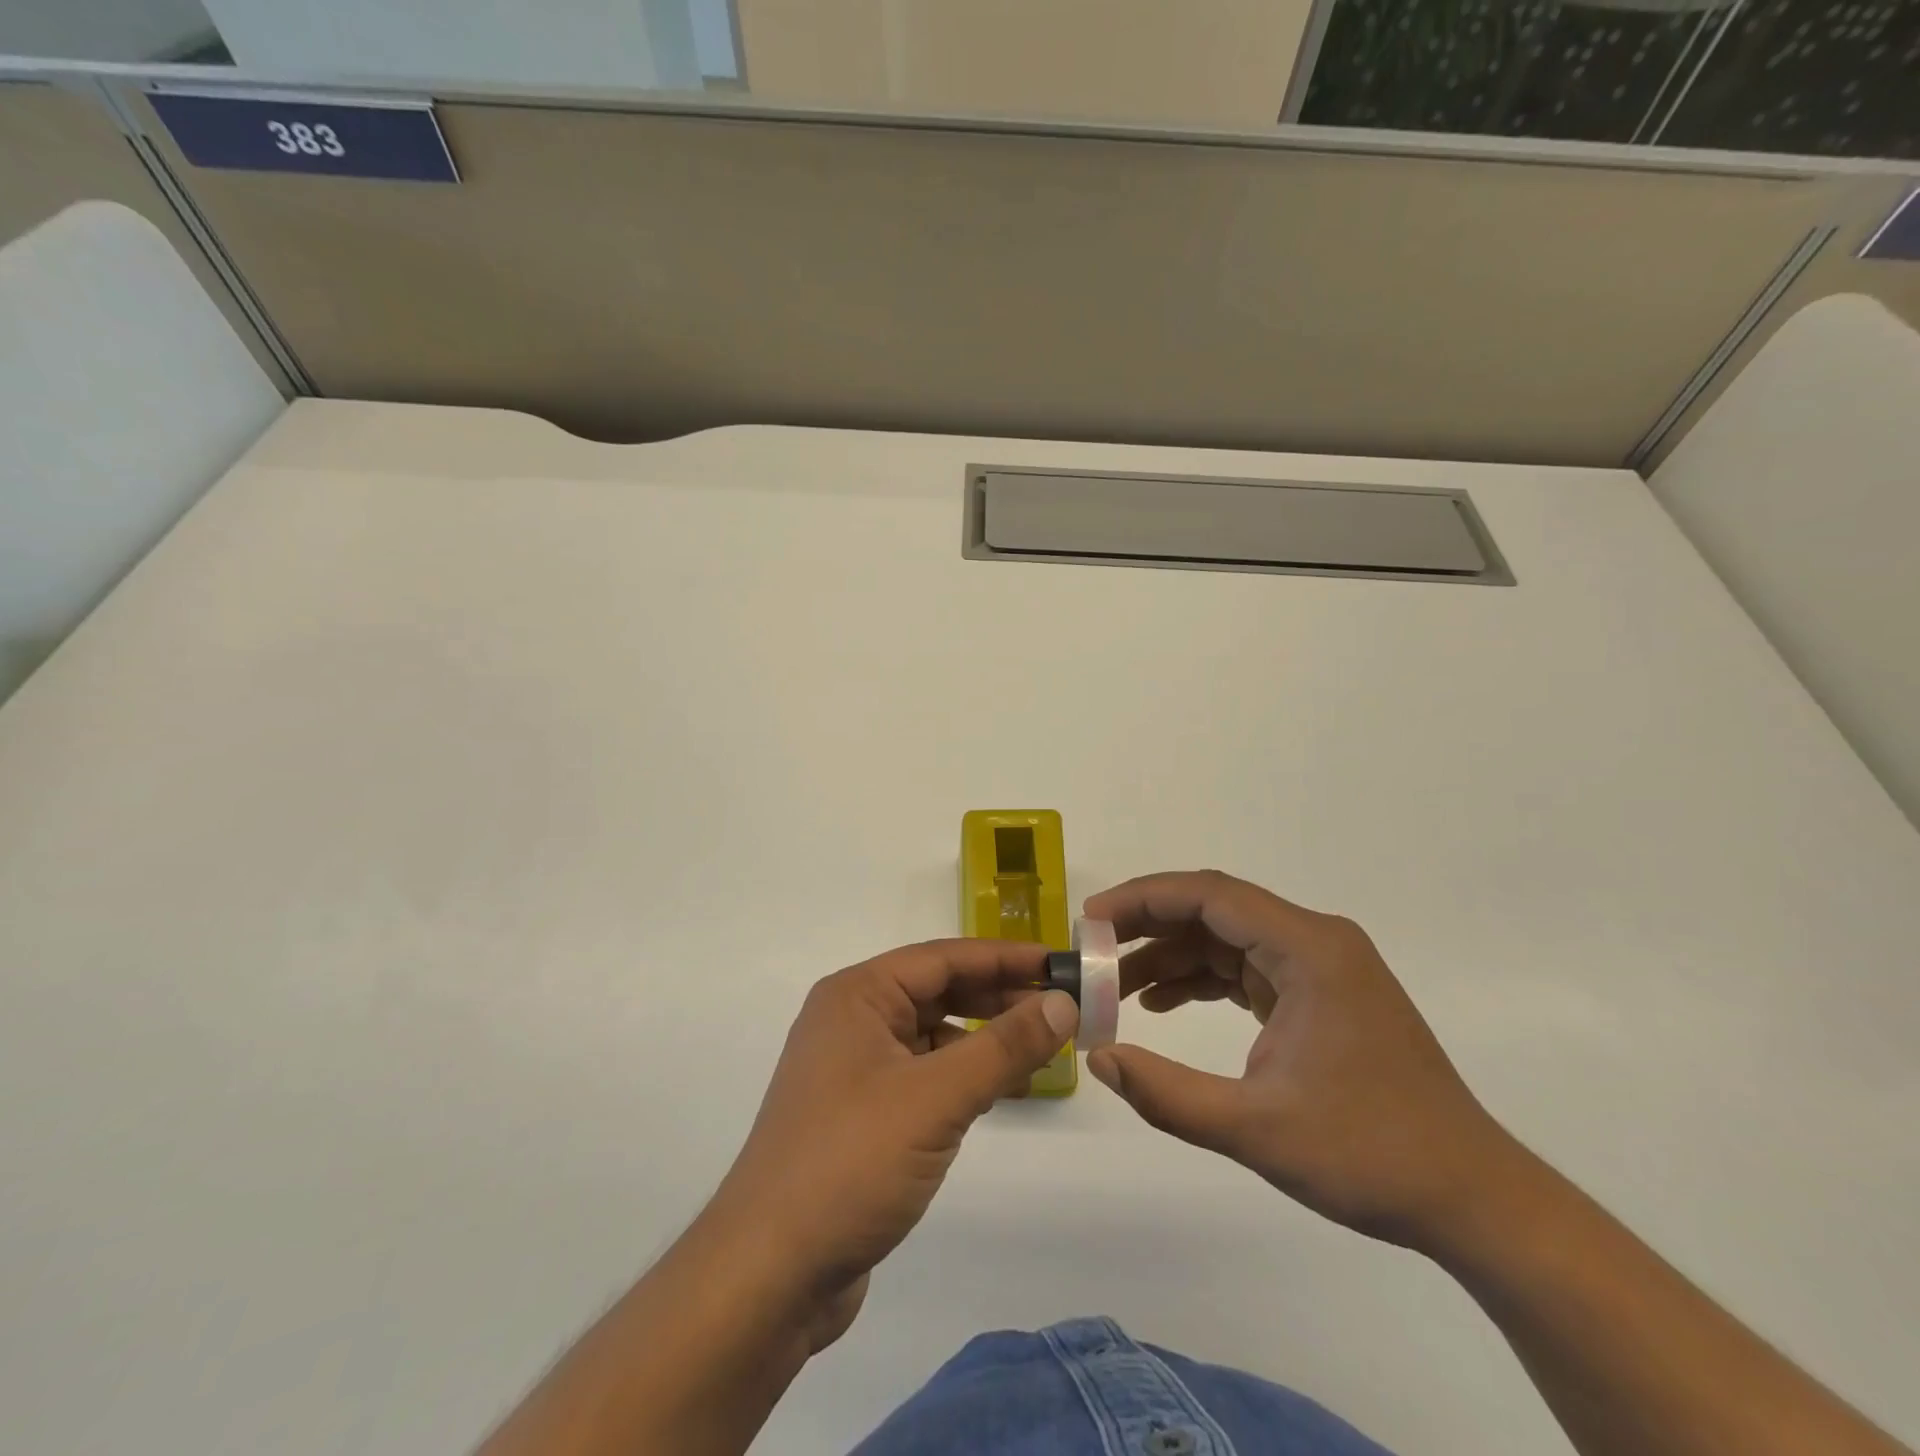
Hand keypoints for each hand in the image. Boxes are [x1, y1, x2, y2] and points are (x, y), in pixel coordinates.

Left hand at [702, 939, 1077, 1347]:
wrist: (770, 1273)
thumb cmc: (851, 1162)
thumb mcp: (936, 1098)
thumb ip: (1003, 1046)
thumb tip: (1062, 1002)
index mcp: (858, 996)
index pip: (943, 957)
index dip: (1004, 958)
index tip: (1059, 964)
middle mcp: (853, 1020)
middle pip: (938, 991)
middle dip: (998, 996)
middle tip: (1062, 1007)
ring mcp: (854, 1069)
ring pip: (933, 1035)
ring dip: (984, 1037)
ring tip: (1042, 1047)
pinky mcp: (862, 1114)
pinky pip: (924, 1074)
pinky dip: (963, 1075)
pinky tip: (1000, 1088)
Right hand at [1083, 870, 1520, 1251]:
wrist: (1473, 1200)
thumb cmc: (1371, 1155)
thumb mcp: (1256, 1129)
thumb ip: (1168, 1094)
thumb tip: (1098, 1058)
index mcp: (1309, 949)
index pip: (1210, 895)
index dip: (1144, 899)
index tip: (1092, 919)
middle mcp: (1316, 942)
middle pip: (1215, 910)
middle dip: (1149, 925)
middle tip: (1093, 950)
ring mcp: (1320, 968)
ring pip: (1227, 938)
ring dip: (1171, 956)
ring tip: (1116, 987)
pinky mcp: (1320, 995)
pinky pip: (1246, 968)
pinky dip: (1201, 979)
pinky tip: (1162, 1003)